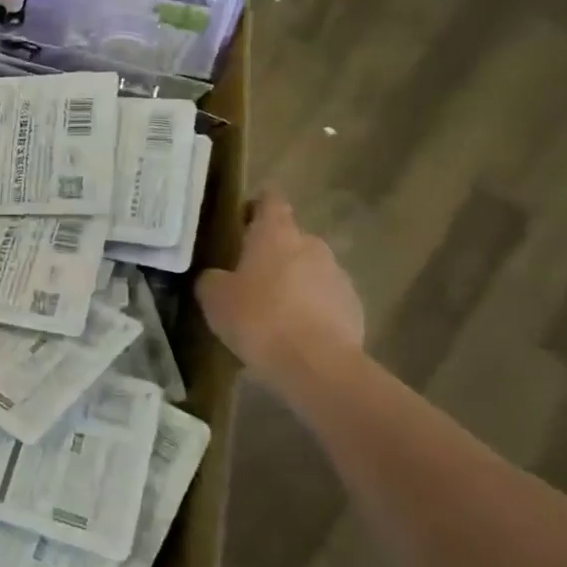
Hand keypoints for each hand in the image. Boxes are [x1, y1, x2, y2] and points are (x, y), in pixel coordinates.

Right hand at [196, 189, 364, 385]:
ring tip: (272, 311)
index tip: (242, 219)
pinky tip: (294, 334)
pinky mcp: (354, 307)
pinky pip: (325, 299)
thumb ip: (212, 279)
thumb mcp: (215, 298)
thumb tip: (216, 276)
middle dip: (272, 252)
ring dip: (292, 282)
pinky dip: (310, 309)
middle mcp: (311, 245)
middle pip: (290, 238)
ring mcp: (337, 276)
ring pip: (309, 270)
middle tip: (247, 276)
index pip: (270, 200)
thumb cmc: (259, 319)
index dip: (256, 205)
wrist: (317, 366)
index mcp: (276, 234)